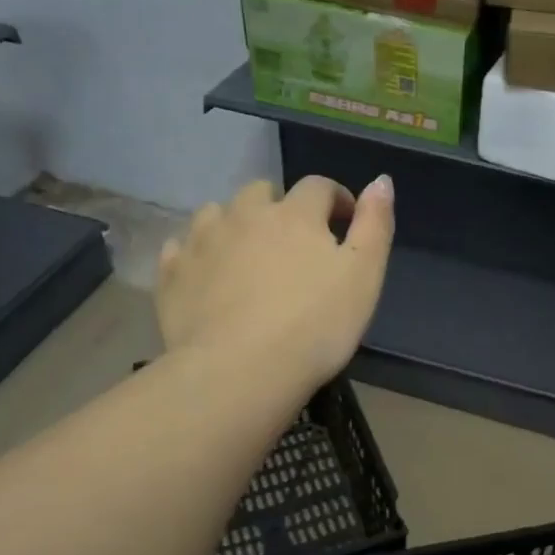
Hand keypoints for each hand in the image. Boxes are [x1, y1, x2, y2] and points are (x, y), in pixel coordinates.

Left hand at [155, 174, 393, 399]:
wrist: (239, 372)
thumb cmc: (315, 325)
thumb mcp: (364, 276)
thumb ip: (375, 224)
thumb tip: (381, 181)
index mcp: (295, 214)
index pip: (319, 187)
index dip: (336, 198)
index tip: (346, 221)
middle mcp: (244, 215)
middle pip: (262, 191)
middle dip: (281, 206)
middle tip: (295, 241)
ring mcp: (202, 242)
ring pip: (217, 213)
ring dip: (236, 223)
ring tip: (248, 254)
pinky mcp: (172, 274)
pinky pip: (182, 248)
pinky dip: (198, 253)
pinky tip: (208, 274)